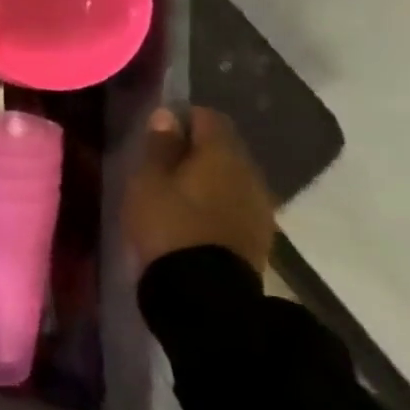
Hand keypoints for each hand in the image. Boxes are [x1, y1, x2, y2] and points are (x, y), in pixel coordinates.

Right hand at [124, 106, 274, 274]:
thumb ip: (159, 145)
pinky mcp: (260, 236)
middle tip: (163, 162)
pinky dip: (218, 201)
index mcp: (222, 154)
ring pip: (233, 177)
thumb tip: (168, 115)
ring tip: (178, 191)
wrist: (205, 294)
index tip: (159, 131)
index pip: (209, 117)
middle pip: (225, 147)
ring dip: (209, 177)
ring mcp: (260, 207)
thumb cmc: (169, 225)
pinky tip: (196, 215)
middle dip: (197, 148)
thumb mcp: (148, 180)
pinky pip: (237, 203)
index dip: (184, 117)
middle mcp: (250, 174)